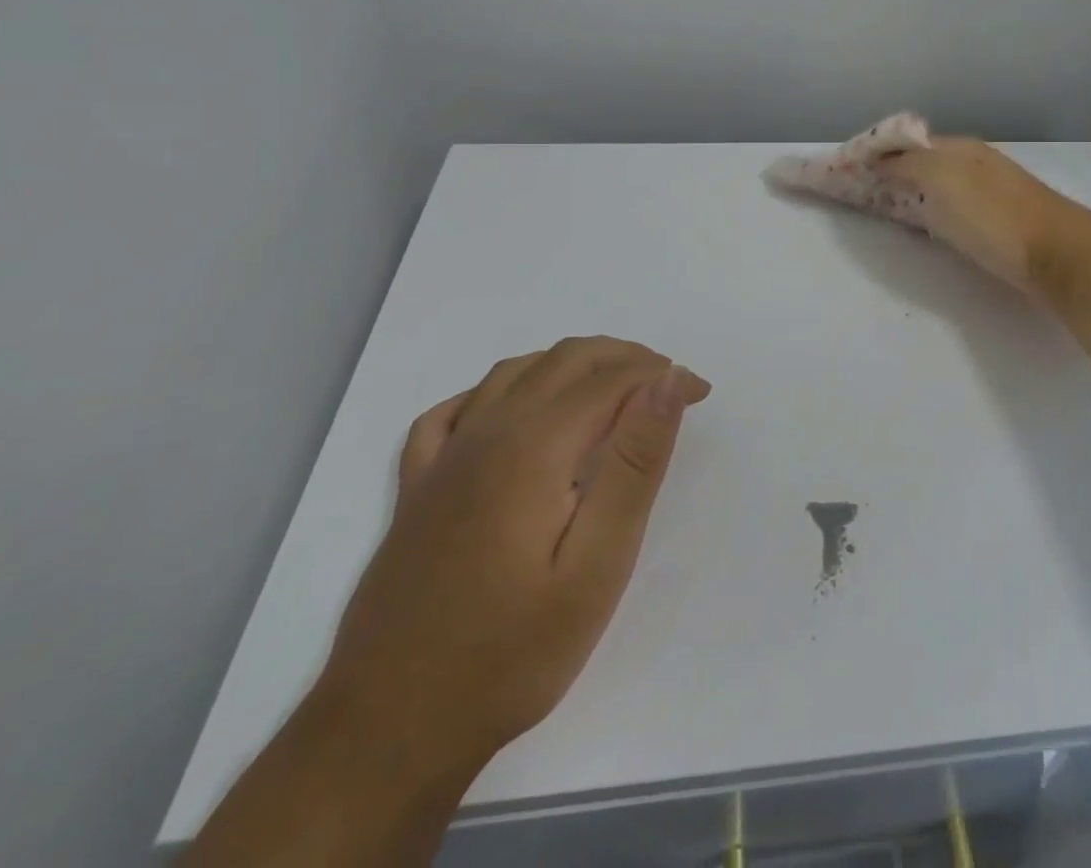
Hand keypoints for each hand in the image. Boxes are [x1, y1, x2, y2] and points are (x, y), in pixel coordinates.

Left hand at [316, 338, 710, 773]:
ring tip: (611, 389)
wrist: (389, 732)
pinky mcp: (416, 489)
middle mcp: (486, 433)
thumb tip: (667, 382)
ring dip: (570, 364)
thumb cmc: (511, 653)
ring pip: (514, 372)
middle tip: (667, 386)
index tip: (701, 393)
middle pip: (564, 360)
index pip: (610, 379)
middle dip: (624, 358)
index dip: (661, 375)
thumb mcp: (597, 566)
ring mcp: (443, 459)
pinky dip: (498, 391)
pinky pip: (454, 410)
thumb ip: (634, 464)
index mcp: (533, 446)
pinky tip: (514, 411)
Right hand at [767, 115, 1078, 293]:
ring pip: (919, 184)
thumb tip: (870, 157)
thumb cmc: (996, 218)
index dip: (852, 157)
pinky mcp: (988, 222)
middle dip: (863, 170)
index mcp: (953, 149)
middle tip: (826, 185)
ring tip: (854, 198)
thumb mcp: (943, 180)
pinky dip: (908, 205)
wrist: (1061, 256)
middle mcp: (965, 163)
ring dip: (885, 187)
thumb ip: (904, 165)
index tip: (816, 171)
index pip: (890, 146)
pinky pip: (935, 204)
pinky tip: (905, 216)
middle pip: (903, 163)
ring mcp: (979, 192)